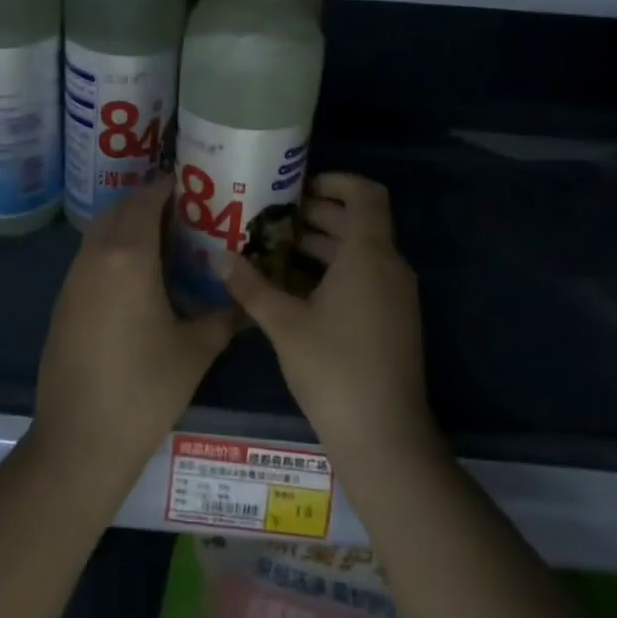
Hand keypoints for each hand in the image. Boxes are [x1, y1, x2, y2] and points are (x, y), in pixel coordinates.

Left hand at [34, 180, 236, 472]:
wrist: (80, 439)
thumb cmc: (145, 389)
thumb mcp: (196, 350)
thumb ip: (224, 316)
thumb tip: (246, 301)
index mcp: (128, 256)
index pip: (146, 200)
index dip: (169, 186)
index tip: (195, 185)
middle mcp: (95, 256)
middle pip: (119, 209)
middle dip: (149, 202)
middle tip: (186, 212)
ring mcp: (73, 278)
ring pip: (100, 232)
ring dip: (128, 225)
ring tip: (167, 241)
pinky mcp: (63, 301)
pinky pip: (90, 257)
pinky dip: (113, 250)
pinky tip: (138, 278)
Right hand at [223, 173, 432, 457]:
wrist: (384, 436)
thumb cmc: (333, 369)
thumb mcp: (284, 324)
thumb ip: (251, 286)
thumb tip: (221, 257)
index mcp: (369, 255)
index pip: (365, 194)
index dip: (336, 181)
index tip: (298, 187)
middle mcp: (389, 267)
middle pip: (359, 222)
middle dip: (317, 214)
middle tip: (272, 218)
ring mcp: (395, 296)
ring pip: (360, 252)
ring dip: (322, 245)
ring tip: (275, 248)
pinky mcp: (393, 320)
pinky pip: (365, 277)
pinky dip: (334, 271)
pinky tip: (295, 288)